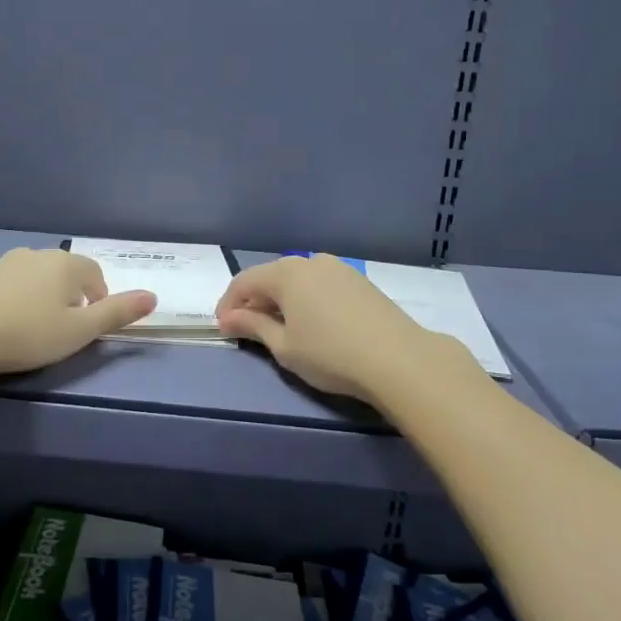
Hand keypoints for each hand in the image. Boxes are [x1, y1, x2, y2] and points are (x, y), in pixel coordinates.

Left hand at [0, 249, 155, 377]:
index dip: (98, 301)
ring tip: (33, 330)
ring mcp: (4, 263)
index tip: (87, 327)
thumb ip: (117, 313)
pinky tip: (4, 326)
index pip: (95, 276)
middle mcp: (36, 255)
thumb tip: (153, 297)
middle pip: (65, 274)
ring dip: (41, 298)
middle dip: (70, 298)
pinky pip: (8, 286)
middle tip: (62, 331)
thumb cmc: (28, 333)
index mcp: (65, 264)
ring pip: (35, 278)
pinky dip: (14, 301)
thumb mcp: (80, 331)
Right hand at [216, 254, 457, 402]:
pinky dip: (305, 300)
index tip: (223, 329)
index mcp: (286, 273)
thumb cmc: (330, 354)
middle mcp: (310, 262)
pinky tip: (310, 323)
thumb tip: (228, 318)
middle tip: (247, 330)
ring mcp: (339, 269)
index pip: (244, 282)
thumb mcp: (284, 346)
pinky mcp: (359, 281)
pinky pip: (320, 285)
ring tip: (279, 329)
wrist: (398, 359)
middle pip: (271, 277)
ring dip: (281, 301)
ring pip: (297, 280)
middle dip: (254, 302)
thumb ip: (253, 327)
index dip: (228, 305)